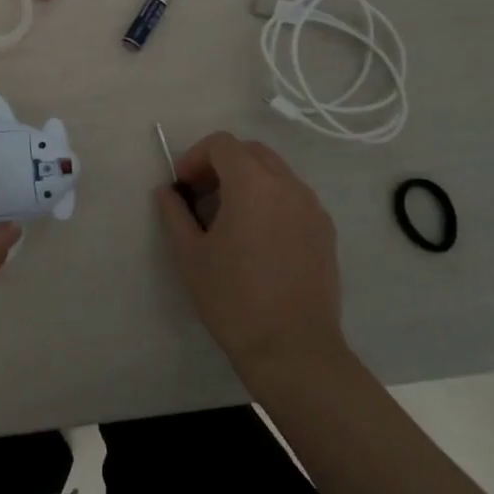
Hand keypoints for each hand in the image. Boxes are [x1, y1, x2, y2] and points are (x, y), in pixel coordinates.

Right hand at [154, 131, 349, 381]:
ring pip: (275, 172)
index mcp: (252, 184)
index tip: (183, 187)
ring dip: (247, 180)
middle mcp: (288, 186)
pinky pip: (293, 197)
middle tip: (201, 196)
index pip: (221, 144)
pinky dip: (270, 200)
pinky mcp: (325, 231)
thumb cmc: (233, 298)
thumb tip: (168, 191)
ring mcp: (312, 208)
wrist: (292, 349)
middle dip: (221, 164)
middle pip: (251, 151)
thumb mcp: (189, 254)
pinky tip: (257, 238)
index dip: (195, 157)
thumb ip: (174, 212)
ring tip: (228, 219)